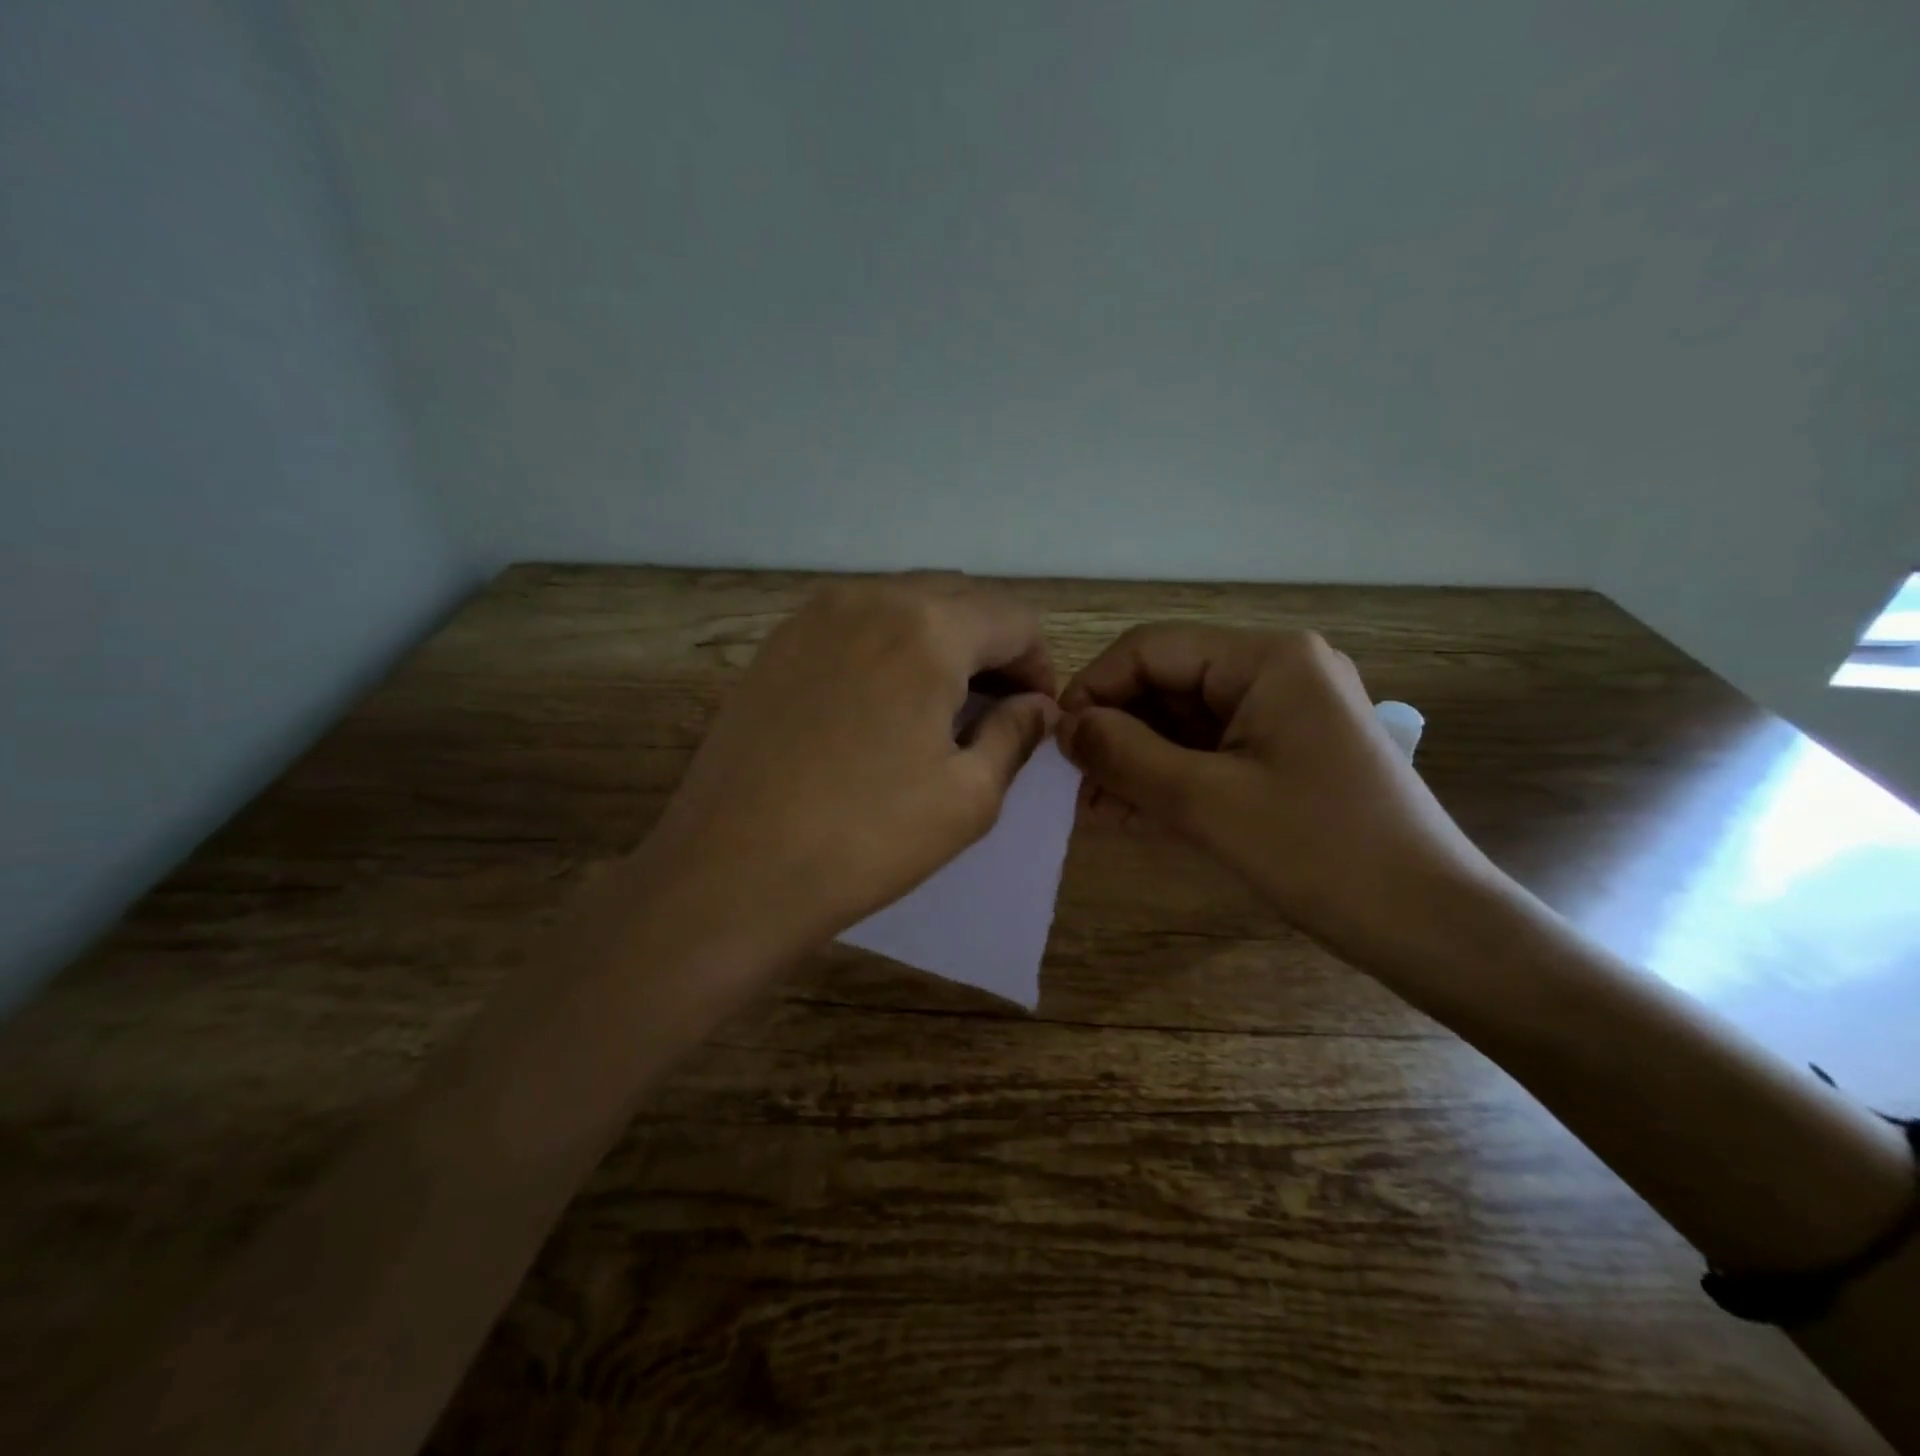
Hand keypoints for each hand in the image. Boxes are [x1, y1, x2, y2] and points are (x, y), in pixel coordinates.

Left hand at [639, 574, 1058, 960]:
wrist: (733, 870)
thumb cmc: (866, 838)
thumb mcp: (968, 797)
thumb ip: (1015, 735)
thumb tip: (1037, 707)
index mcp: (927, 628)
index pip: (1013, 619)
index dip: (1040, 664)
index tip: (1037, 712)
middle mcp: (870, 598)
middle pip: (959, 599)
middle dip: (993, 646)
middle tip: (998, 707)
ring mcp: (814, 616)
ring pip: (905, 604)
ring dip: (941, 641)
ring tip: (943, 704)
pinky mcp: (778, 644)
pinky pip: (856, 623)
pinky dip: (889, 646)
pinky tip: (883, 702)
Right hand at [1058, 624, 1504, 972]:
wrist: (1429, 924)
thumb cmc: (1319, 851)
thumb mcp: (1206, 801)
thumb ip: (1124, 754)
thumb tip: (1062, 726)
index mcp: (1268, 659)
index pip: (1152, 649)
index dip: (1094, 689)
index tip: (1056, 743)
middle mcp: (1278, 671)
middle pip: (1168, 684)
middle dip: (1115, 732)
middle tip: (1071, 785)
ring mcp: (1286, 714)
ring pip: (1185, 722)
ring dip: (1136, 760)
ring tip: (1091, 808)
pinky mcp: (1288, 754)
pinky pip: (1211, 753)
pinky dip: (1169, 778)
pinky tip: (1127, 813)